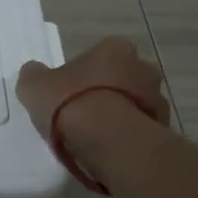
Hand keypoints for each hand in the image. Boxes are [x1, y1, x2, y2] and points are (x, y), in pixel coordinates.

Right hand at [16, 36, 170, 150]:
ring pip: (132, 104)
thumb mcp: (34, 86)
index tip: (68, 91)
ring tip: (93, 136)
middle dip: (105, 92)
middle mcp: (143, 67)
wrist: (110, 142)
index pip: (99, 55)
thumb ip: (34, 75)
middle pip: (120, 78)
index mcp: (115, 48)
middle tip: (81, 112)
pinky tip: (107, 148)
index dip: (82, 73)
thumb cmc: (71, 103)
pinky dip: (126, 136)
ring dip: (118, 115)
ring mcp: (158, 99)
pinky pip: (138, 129)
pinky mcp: (163, 129)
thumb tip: (35, 72)